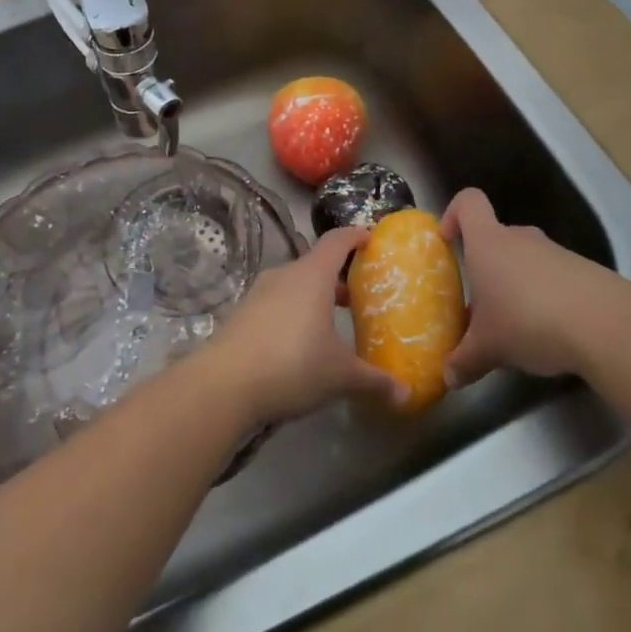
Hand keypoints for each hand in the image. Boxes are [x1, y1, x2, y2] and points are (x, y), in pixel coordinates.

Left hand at [205, 227, 409, 423]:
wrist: (224, 384)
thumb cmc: (293, 365)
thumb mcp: (341, 376)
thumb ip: (375, 381)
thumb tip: (406, 395)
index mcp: (312, 275)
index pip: (337, 240)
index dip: (356, 236)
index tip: (372, 240)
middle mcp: (285, 275)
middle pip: (315, 264)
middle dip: (338, 277)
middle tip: (358, 296)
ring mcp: (259, 293)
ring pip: (294, 285)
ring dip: (314, 297)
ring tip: (331, 323)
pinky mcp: (242, 314)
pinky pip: (275, 304)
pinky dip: (292, 313)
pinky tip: (299, 344)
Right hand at [441, 188, 627, 384]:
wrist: (606, 325)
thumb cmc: (528, 320)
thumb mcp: (489, 347)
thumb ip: (465, 359)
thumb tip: (449, 377)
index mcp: (488, 242)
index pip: (469, 202)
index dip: (455, 214)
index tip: (448, 241)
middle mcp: (521, 238)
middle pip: (497, 238)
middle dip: (487, 268)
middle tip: (481, 305)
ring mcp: (556, 252)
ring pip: (526, 261)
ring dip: (517, 287)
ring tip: (516, 327)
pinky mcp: (585, 271)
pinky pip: (554, 278)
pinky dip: (547, 298)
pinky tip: (551, 333)